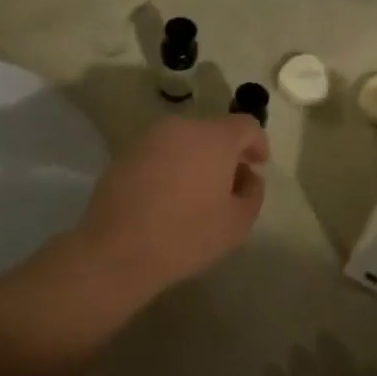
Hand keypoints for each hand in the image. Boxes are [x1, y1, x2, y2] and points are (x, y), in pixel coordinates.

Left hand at [75, 116, 268, 299]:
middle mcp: (181, 127)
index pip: (246, 126)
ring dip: (198, 159)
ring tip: (198, 193)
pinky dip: (172, 166)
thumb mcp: (237, 223)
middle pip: (214, 131)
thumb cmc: (186, 236)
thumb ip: (252, 193)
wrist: (117, 250)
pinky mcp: (126, 153)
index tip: (259, 165)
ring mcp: (149, 138)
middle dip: (227, 153)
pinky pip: (161, 152)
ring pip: (185, 140)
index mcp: (213, 138)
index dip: (258, 143)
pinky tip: (168, 197)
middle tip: (230, 185)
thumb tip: (246, 177)